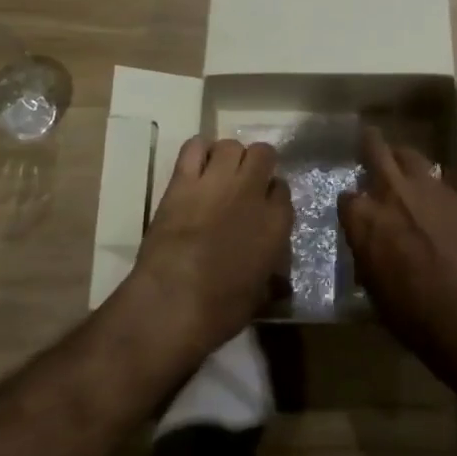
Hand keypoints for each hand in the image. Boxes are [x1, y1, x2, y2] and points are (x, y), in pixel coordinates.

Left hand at [128, 137, 291, 358]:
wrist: (173, 303)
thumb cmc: (221, 310)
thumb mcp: (260, 294)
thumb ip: (271, 274)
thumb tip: (277, 278)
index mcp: (277, 222)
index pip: (283, 189)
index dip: (272, 195)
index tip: (263, 205)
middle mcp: (252, 192)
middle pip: (263, 154)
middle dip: (257, 164)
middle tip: (244, 183)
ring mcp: (217, 182)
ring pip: (231, 145)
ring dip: (228, 156)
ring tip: (219, 173)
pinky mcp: (183, 181)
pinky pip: (194, 147)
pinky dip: (197, 151)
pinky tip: (195, 167)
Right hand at [339, 126, 456, 354]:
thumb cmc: (412, 313)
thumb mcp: (373, 286)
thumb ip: (367, 252)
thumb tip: (369, 242)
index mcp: (365, 219)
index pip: (347, 197)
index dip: (351, 203)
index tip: (355, 208)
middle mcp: (394, 193)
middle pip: (376, 151)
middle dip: (370, 144)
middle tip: (369, 138)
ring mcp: (431, 190)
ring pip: (413, 157)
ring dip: (405, 159)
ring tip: (406, 164)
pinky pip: (446, 182)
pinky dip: (438, 187)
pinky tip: (442, 200)